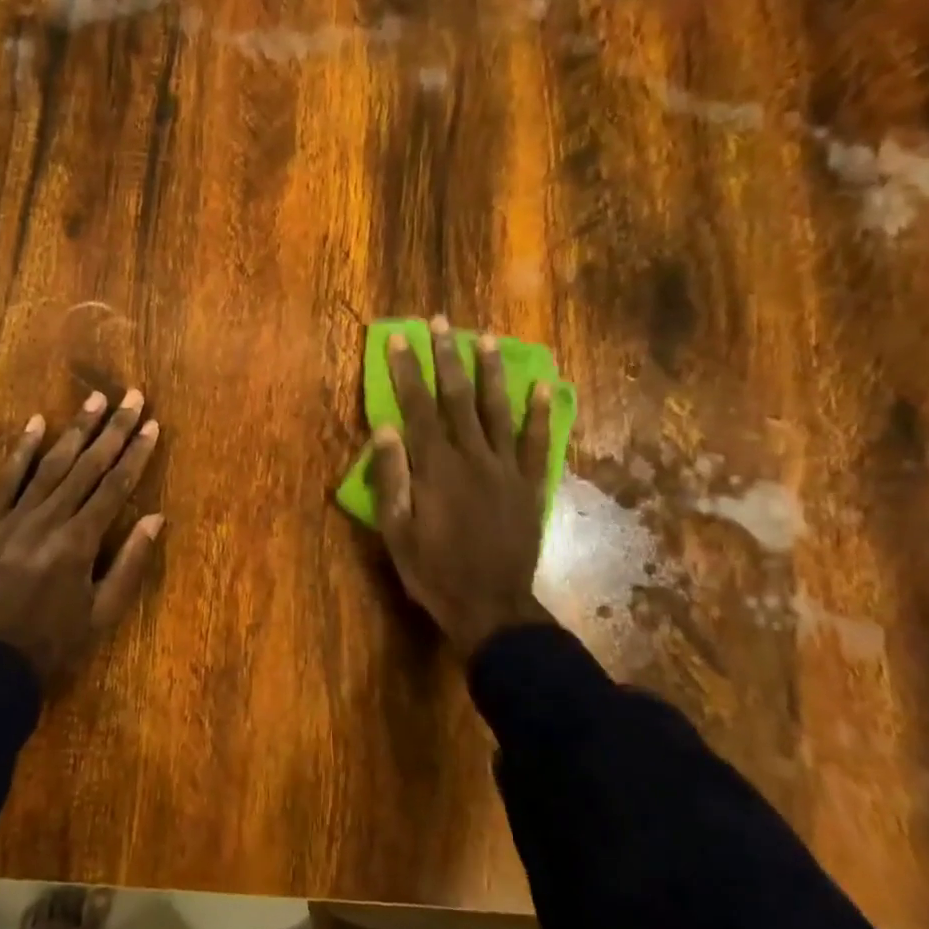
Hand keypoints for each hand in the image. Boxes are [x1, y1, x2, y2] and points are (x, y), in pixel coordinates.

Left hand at [0, 389, 164, 693]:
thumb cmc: (51, 647)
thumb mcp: (101, 616)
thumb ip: (130, 564)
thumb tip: (157, 518)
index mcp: (79, 544)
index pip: (115, 487)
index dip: (136, 454)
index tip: (152, 424)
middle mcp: (48, 521)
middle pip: (86, 466)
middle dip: (112, 429)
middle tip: (131, 396)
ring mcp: (13, 519)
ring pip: (50, 465)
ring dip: (75, 430)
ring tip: (95, 400)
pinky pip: (5, 480)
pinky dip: (22, 450)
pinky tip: (37, 423)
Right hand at [369, 317, 555, 654]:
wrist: (490, 606)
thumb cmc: (433, 570)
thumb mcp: (396, 529)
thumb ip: (392, 477)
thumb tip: (385, 428)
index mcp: (434, 467)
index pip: (417, 407)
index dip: (406, 370)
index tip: (398, 339)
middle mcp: (471, 456)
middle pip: (456, 397)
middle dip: (445, 356)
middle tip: (440, 322)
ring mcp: (506, 468)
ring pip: (497, 409)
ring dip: (490, 371)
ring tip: (486, 338)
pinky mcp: (530, 484)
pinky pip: (537, 442)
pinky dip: (540, 413)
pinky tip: (543, 386)